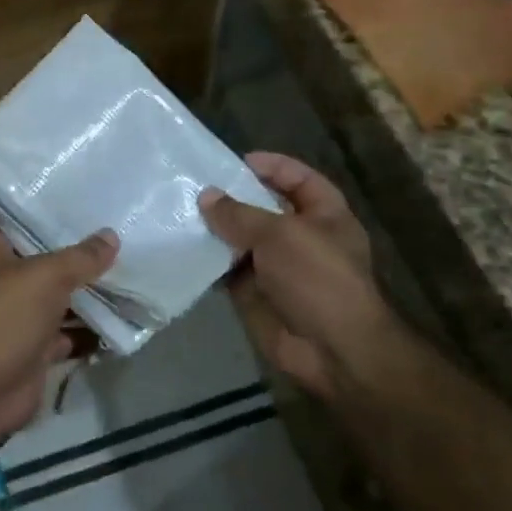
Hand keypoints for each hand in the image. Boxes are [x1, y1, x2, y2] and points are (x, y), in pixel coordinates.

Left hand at [0, 221, 117, 448]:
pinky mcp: (34, 349)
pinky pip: (68, 334)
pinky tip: (123, 318)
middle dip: (72, 249)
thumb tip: (111, 237)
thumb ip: (80, 257)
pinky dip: (91, 331)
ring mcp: (18, 316)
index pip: (5, 216)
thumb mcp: (46, 276)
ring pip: (57, 297)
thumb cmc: (5, 317)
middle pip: (39, 257)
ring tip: (128, 269)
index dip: (30, 204)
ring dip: (86, 291)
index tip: (65, 193)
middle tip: (112, 229)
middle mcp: (1, 280)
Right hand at [200, 152, 391, 400]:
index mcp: (324, 215)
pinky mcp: (255, 292)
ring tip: (179, 211)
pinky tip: (181, 246)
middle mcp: (301, 237)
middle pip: (263, 208)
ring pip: (241, 239)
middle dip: (233, 197)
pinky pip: (227, 270)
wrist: (332, 349)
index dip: (272, 166)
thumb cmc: (317, 278)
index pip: (298, 179)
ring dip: (215, 229)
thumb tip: (206, 196)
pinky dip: (208, 261)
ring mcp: (277, 266)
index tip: (235, 161)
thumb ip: (240, 214)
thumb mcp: (280, 235)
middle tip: (194, 184)